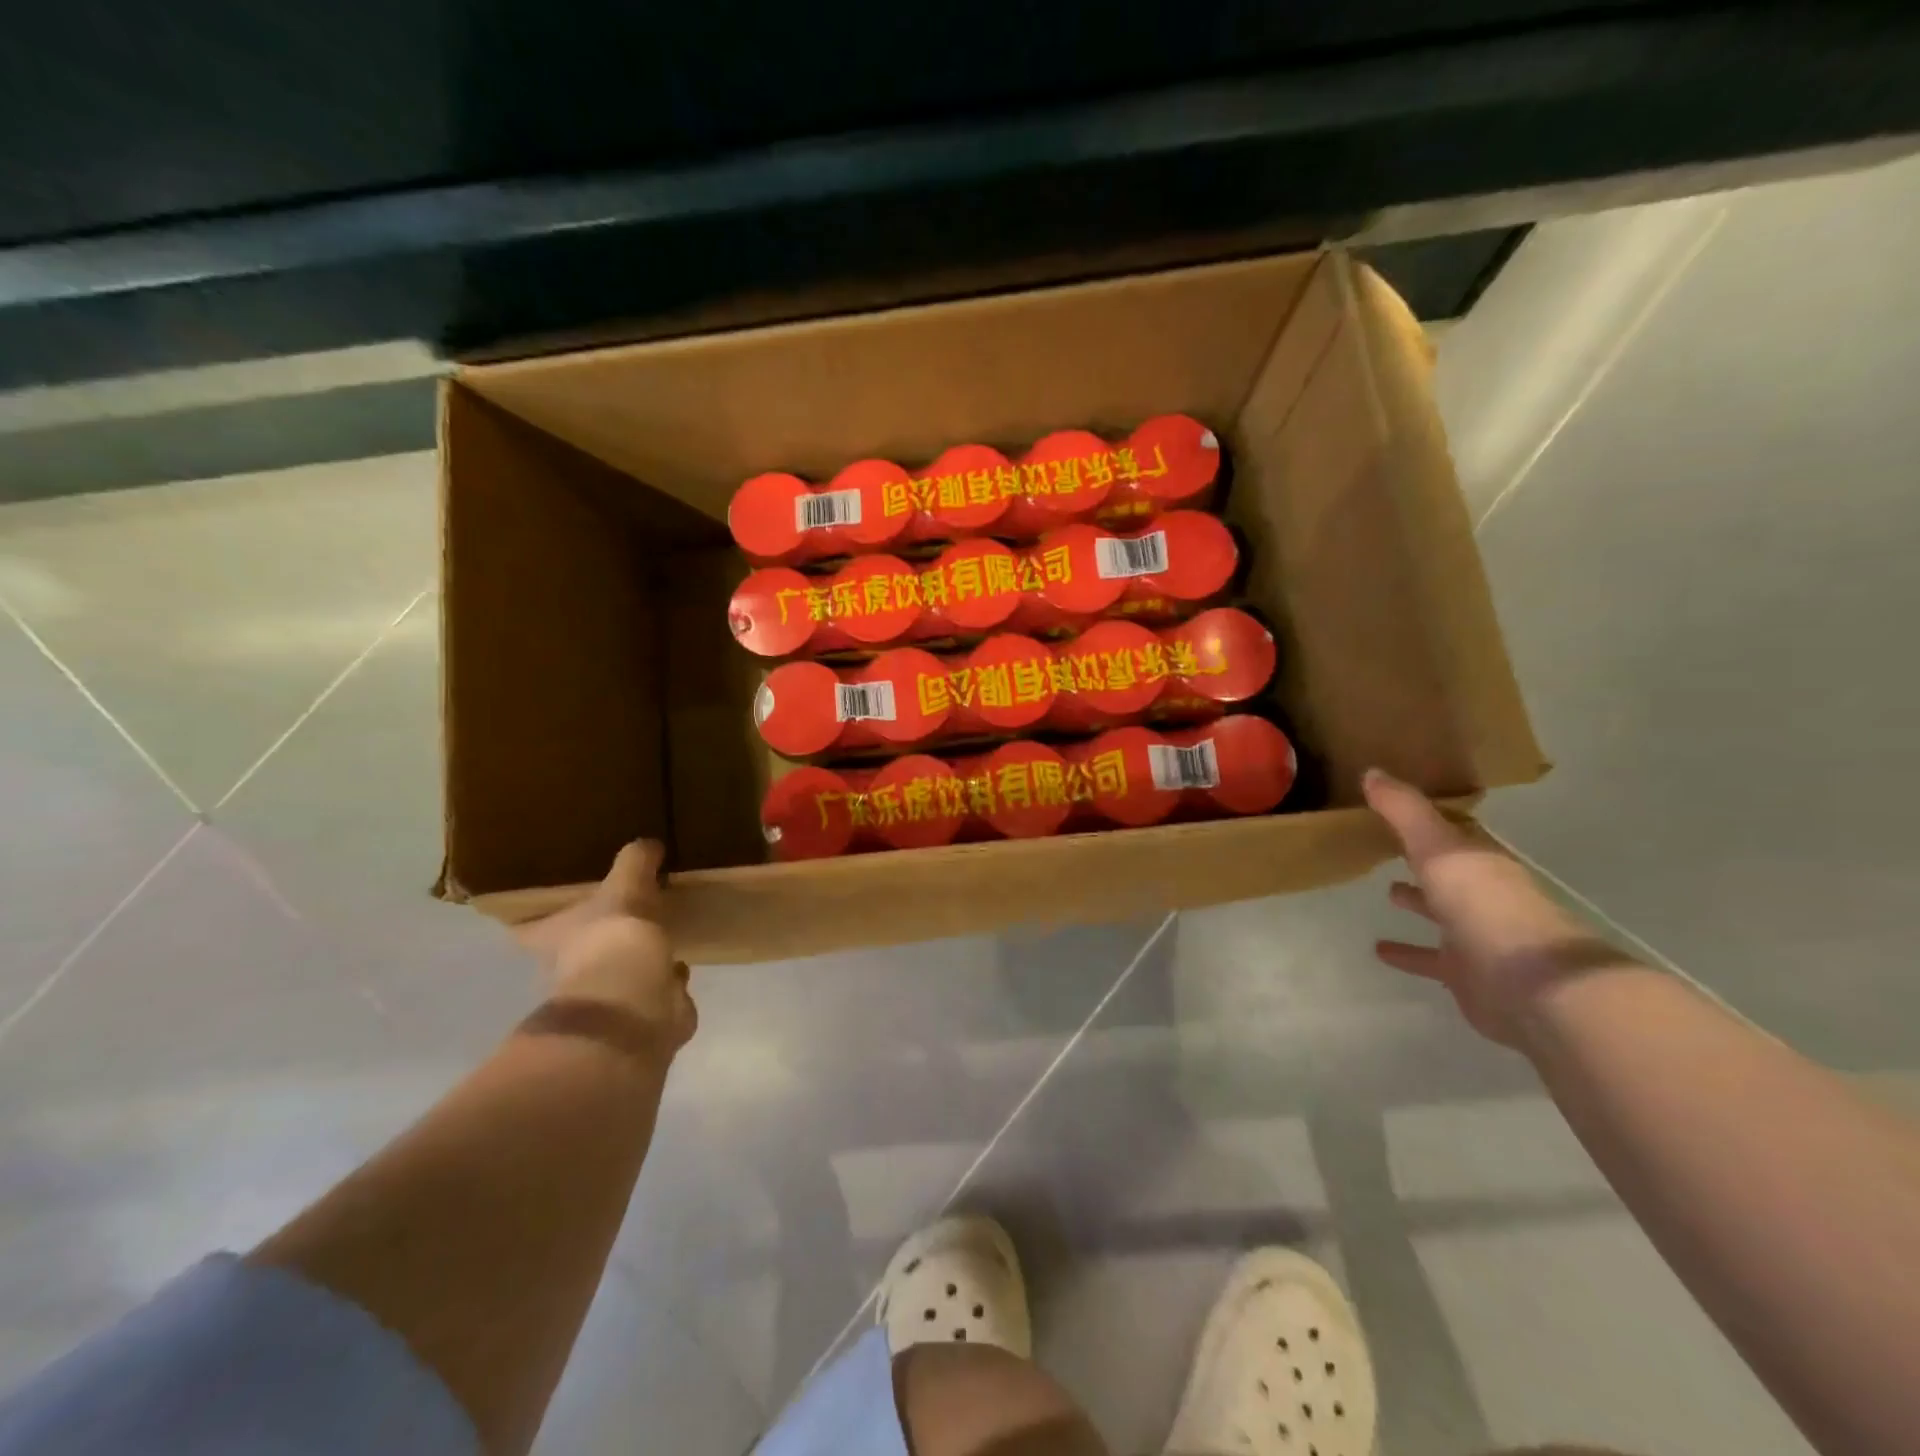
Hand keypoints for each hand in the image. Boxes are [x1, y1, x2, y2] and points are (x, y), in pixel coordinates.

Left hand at [516, 841, 696, 1053]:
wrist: (636, 1000)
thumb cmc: (614, 936)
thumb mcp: (626, 884)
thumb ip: (635, 862)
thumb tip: (647, 844)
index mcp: (553, 938)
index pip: (528, 928)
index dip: (531, 920)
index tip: (537, 909)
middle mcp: (569, 970)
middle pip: (573, 951)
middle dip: (592, 938)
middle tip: (613, 916)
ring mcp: (605, 995)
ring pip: (614, 972)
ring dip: (630, 959)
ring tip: (652, 936)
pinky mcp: (640, 1012)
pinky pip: (653, 989)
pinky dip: (664, 979)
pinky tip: (678, 964)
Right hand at [1364, 769, 1625, 1047]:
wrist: (1532, 986)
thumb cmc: (1485, 906)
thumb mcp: (1439, 848)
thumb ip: (1405, 812)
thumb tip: (1371, 771)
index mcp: (1480, 862)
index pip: (1453, 834)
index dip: (1427, 821)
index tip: (1396, 808)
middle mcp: (1483, 895)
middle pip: (1449, 872)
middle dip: (1425, 859)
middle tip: (1389, 846)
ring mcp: (1478, 936)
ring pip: (1443, 913)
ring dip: (1419, 903)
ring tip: (1387, 893)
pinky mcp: (1467, 974)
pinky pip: (1430, 958)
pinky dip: (1409, 953)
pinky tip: (1380, 951)